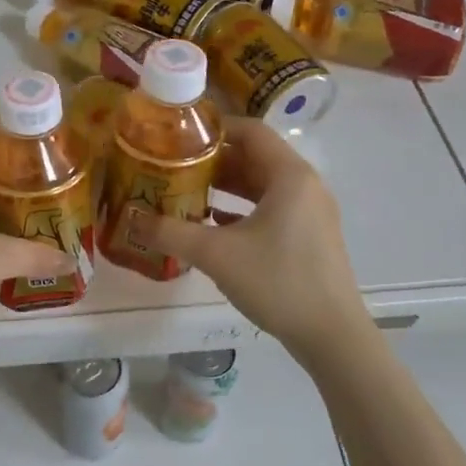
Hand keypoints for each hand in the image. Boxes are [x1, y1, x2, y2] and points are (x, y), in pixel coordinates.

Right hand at [131, 118, 366, 350]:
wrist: (332, 337)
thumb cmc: (278, 281)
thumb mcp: (217, 255)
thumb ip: (172, 232)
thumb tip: (132, 220)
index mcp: (289, 175)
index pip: (251, 130)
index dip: (214, 128)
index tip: (179, 135)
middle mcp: (305, 185)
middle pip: (256, 156)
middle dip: (214, 159)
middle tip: (175, 164)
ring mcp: (311, 212)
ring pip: (263, 184)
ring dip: (227, 185)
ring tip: (188, 190)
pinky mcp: (311, 236)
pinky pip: (272, 207)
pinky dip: (242, 208)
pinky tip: (213, 223)